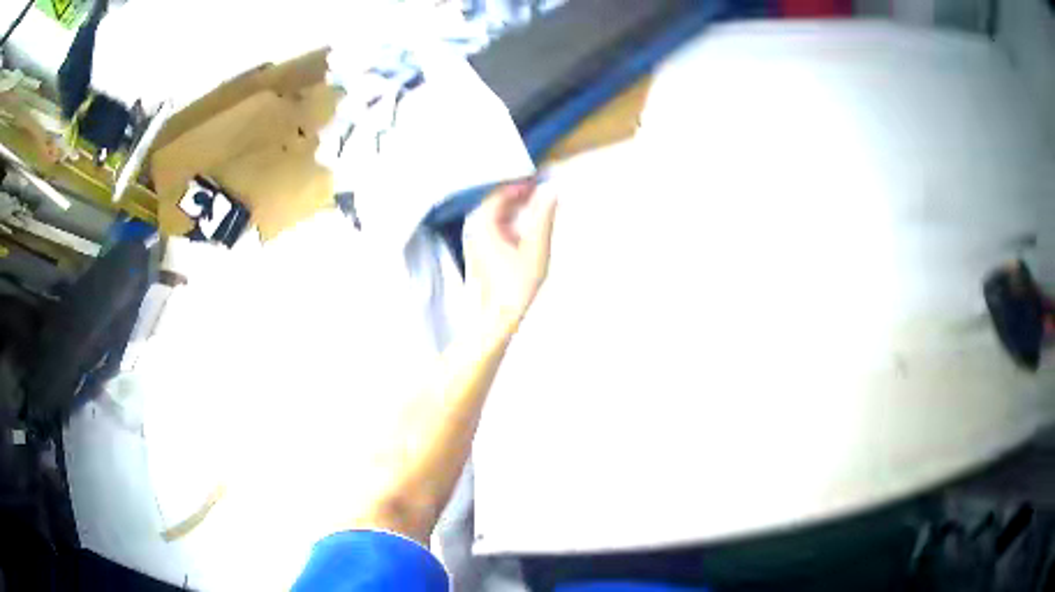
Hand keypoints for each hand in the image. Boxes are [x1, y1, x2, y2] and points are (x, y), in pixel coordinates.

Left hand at [465, 178, 557, 331]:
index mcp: (483, 225)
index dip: (520, 184)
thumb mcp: (536, 248)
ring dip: (515, 208)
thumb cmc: (516, 285)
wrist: (497, 318)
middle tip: (541, 190)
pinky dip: (511, 222)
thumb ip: (544, 217)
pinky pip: (495, 227)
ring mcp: (475, 241)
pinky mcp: (480, 253)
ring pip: (495, 215)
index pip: (500, 193)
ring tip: (537, 205)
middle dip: (518, 194)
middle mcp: (474, 229)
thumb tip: (552, 191)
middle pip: (495, 202)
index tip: (539, 179)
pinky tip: (526, 227)